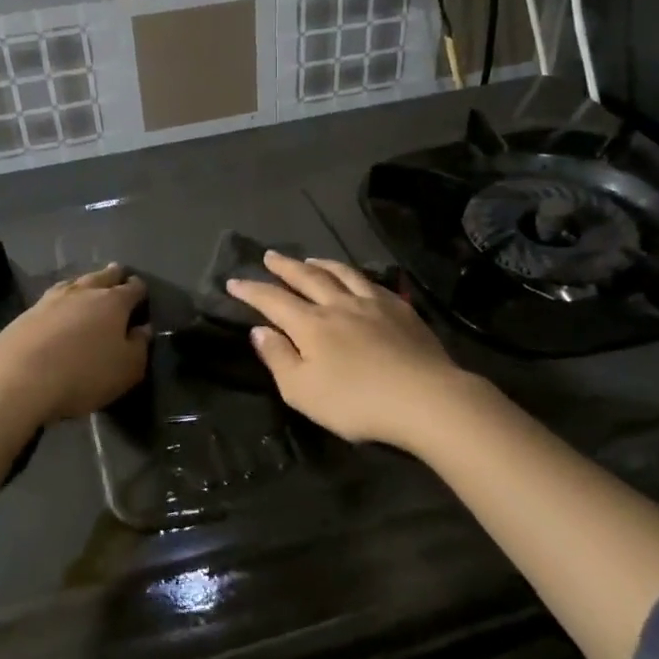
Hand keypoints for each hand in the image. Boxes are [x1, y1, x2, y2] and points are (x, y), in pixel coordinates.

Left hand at [0, 264, 149, 424]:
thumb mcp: (127, 369)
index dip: (140, 289)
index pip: (133, 288)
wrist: (17, 377)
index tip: (142, 292)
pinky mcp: (26, 313)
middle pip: (102, 276)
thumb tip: (143, 329)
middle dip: (113, 276)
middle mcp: (84, 292)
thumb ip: (139, 347)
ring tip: (88, 286)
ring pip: (75, 282)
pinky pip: (52, 298)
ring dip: (85, 284)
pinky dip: (61, 299)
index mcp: (113, 302)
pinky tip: (59, 306)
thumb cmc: (84, 373)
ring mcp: (51, 299)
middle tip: (118, 275)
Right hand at [225, 252, 469, 450]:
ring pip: (342, 274)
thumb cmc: (356, 402)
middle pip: (307, 278)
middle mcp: (339, 305)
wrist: (424, 398)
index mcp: (311, 325)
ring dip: (321, 265)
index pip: (273, 300)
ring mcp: (373, 304)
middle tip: (270, 256)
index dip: (252, 290)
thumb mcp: (303, 391)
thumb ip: (278, 358)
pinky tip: (358, 279)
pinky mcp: (401, 310)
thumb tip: (260, 330)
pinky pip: (372, 283)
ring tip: (310, 260)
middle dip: (285, 267)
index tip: (234, 281)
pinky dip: (356, 276)